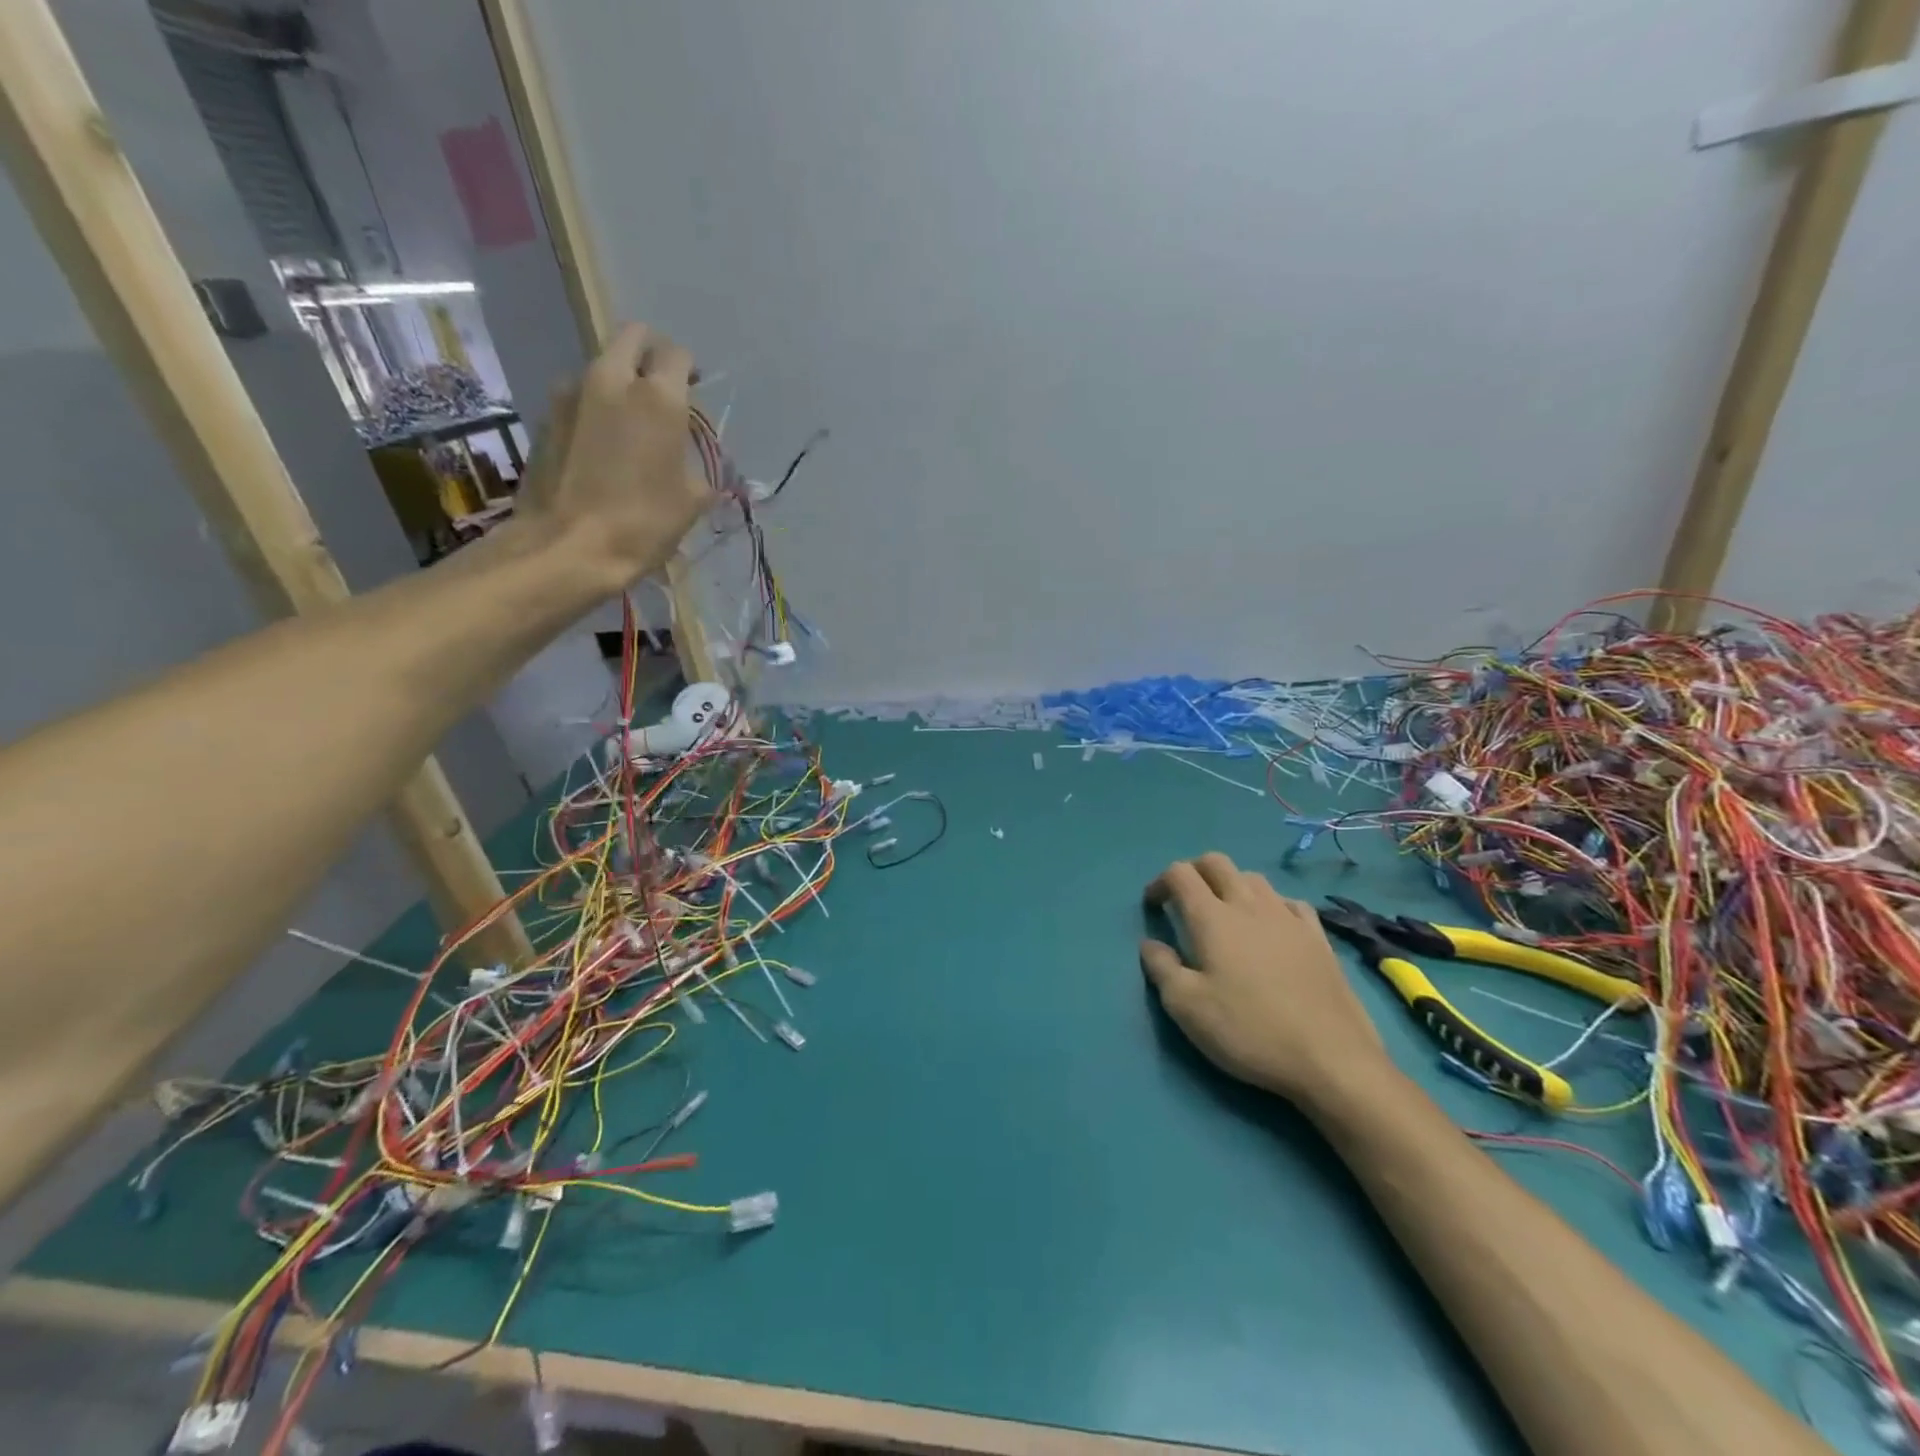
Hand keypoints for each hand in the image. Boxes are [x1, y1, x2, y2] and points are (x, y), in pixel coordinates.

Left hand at [518, 322, 715, 586]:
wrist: (567, 547)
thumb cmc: (643, 523)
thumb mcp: (692, 502)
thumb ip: (701, 470)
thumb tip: (701, 467)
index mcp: (658, 398)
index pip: (676, 354)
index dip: (689, 367)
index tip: (695, 387)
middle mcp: (611, 380)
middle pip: (632, 339)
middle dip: (651, 354)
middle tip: (664, 386)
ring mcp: (571, 393)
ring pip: (602, 366)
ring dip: (620, 382)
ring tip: (631, 422)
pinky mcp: (545, 415)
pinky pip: (579, 397)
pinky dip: (595, 408)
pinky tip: (603, 445)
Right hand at [1141, 852, 1390, 1106]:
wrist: (1331, 1060)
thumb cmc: (1249, 1030)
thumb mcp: (1187, 1007)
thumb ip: (1161, 968)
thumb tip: (1150, 944)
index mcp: (1212, 917)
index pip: (1180, 873)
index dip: (1160, 882)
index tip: (1154, 907)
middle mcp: (1249, 905)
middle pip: (1216, 862)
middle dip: (1194, 871)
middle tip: (1184, 900)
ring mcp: (1288, 917)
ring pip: (1253, 877)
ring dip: (1232, 884)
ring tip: (1226, 913)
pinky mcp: (1318, 937)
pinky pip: (1289, 901)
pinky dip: (1271, 904)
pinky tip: (1272, 927)